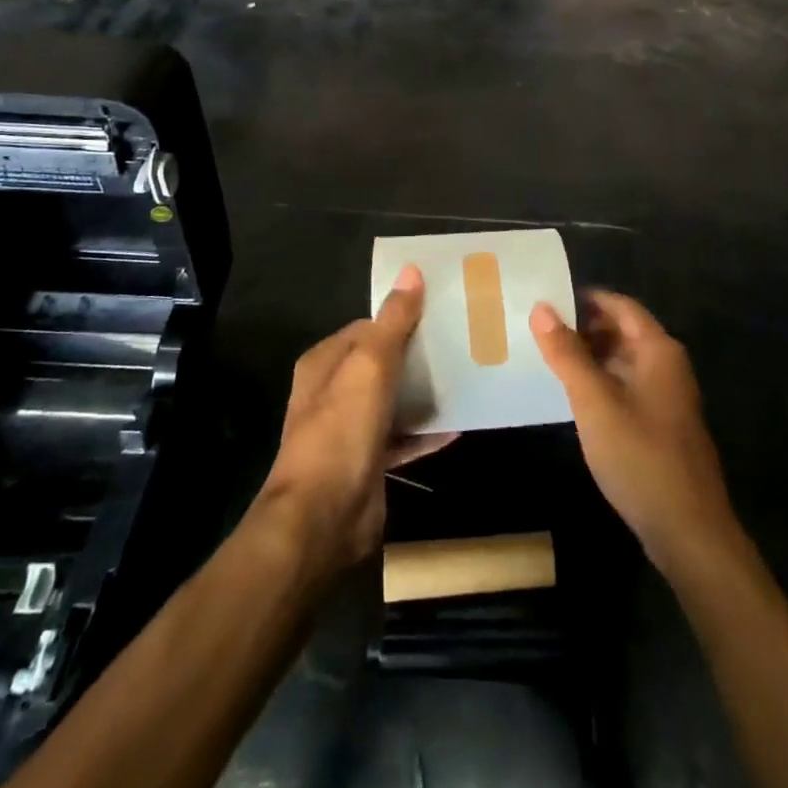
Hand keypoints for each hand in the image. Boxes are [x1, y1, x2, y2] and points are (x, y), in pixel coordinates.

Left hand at [255, 266, 453, 577]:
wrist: (323, 517)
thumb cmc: (342, 430)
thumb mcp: (370, 365)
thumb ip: (393, 320)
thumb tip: (410, 271)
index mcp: (325, 363)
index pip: (366, 326)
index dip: (400, 317)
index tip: (439, 311)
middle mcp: (333, 392)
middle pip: (381, 362)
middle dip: (416, 353)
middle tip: (460, 341)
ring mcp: (349, 429)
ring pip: (393, 399)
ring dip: (423, 391)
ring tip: (464, 377)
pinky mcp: (368, 461)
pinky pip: (402, 437)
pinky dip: (425, 431)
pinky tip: (457, 425)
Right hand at [530, 291, 740, 575]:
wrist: (688, 531)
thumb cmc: (640, 456)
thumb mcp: (594, 402)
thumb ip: (567, 354)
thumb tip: (541, 308)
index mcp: (658, 350)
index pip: (620, 305)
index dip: (585, 299)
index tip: (547, 299)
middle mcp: (667, 365)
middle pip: (622, 331)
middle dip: (584, 328)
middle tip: (539, 330)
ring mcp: (667, 397)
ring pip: (623, 361)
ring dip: (590, 357)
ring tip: (548, 360)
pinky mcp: (662, 425)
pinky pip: (627, 388)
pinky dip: (601, 383)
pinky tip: (574, 397)